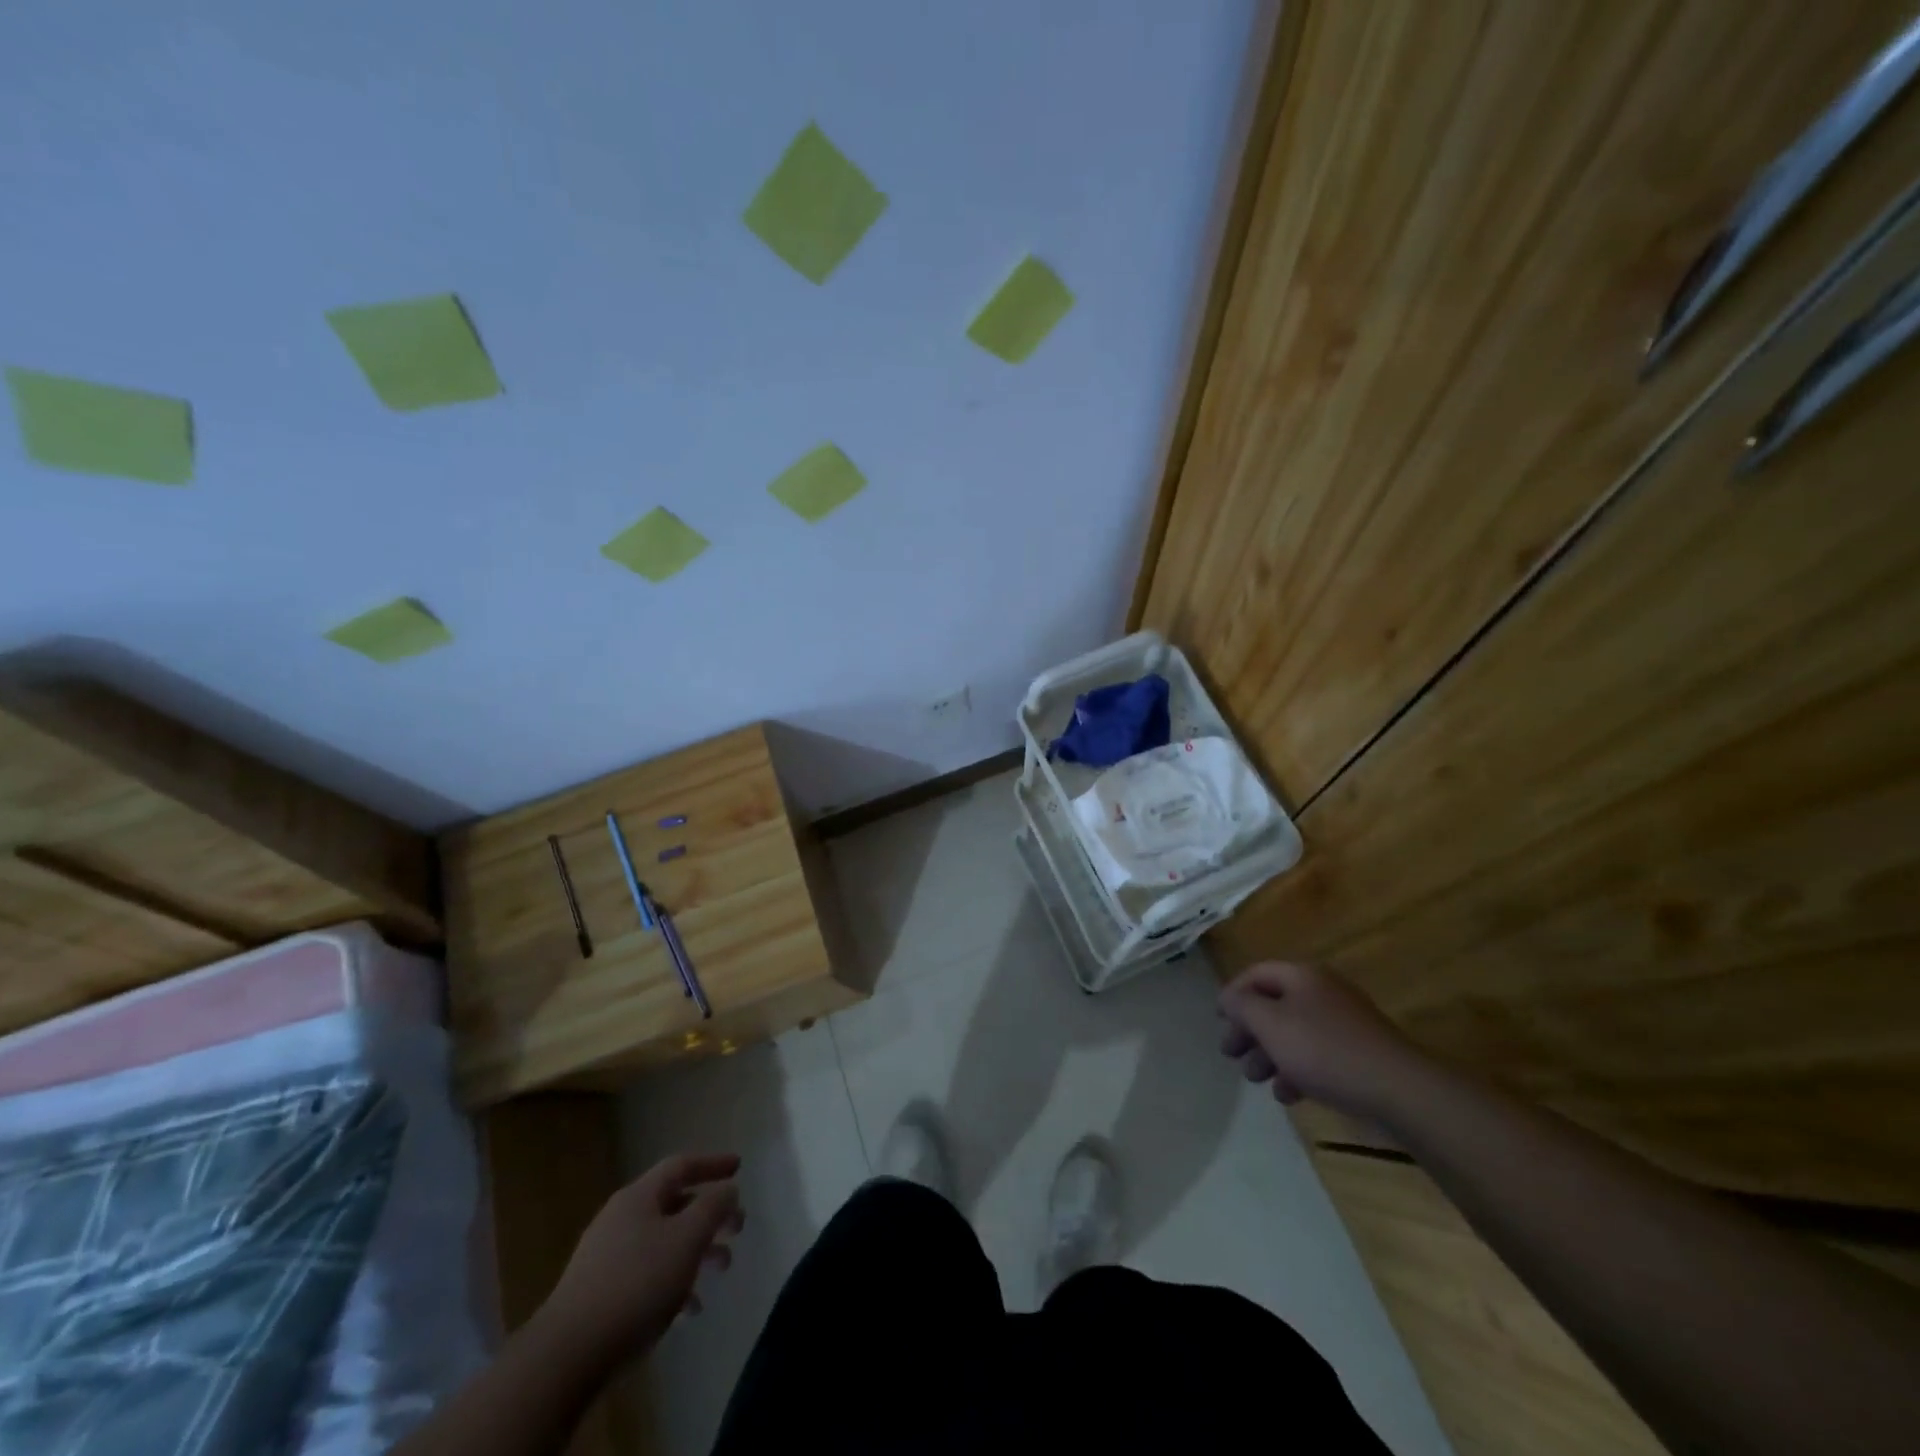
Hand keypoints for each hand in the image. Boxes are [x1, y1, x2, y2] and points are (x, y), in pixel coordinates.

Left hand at [541, 1153, 743, 1360]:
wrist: (567, 1356)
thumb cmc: (636, 1284)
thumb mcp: (687, 1238)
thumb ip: (713, 1207)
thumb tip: (727, 1189)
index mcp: (639, 1197)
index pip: (681, 1165)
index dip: (712, 1164)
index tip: (739, 1167)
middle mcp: (621, 1219)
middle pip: (674, 1205)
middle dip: (710, 1215)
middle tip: (737, 1228)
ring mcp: (607, 1258)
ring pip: (663, 1242)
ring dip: (696, 1251)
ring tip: (721, 1269)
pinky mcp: (600, 1295)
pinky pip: (646, 1275)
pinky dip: (673, 1282)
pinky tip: (688, 1310)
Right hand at [1218, 961, 1427, 1122]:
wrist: (1399, 1090)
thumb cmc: (1324, 1050)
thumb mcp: (1270, 1024)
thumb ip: (1242, 1006)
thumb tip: (1229, 998)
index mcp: (1302, 976)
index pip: (1256, 973)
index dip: (1233, 993)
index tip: (1217, 1020)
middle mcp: (1323, 991)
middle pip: (1274, 1004)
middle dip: (1249, 1029)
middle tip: (1231, 1054)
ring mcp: (1345, 1023)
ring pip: (1294, 1032)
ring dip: (1270, 1053)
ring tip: (1256, 1079)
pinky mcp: (1360, 1053)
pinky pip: (1318, 1054)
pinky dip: (1298, 1069)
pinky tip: (1289, 1094)